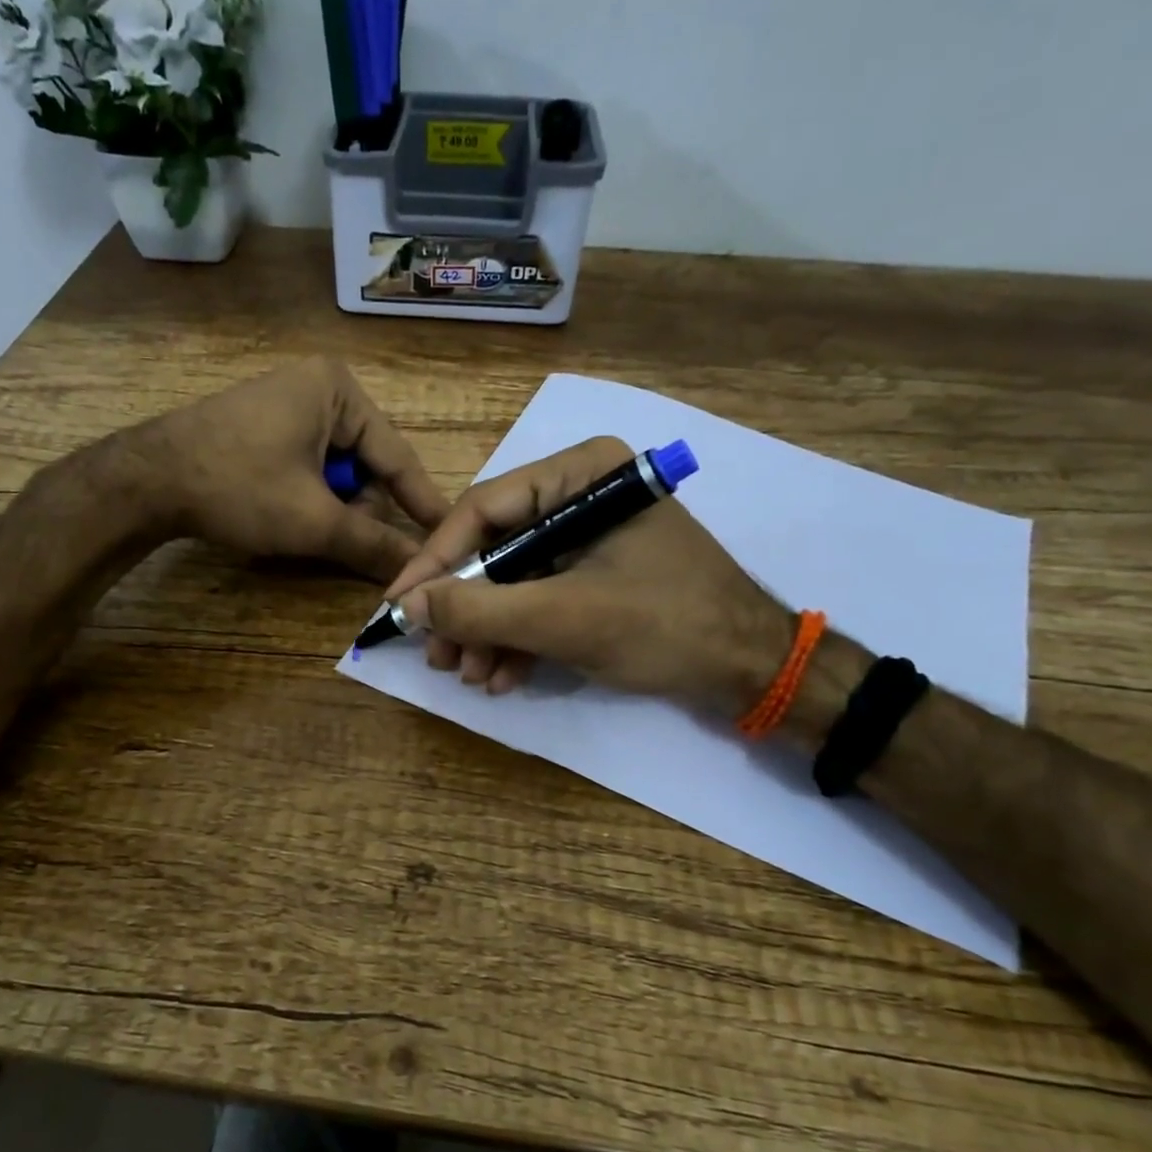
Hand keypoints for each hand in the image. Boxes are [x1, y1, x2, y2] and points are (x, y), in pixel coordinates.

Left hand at [134, 358, 448, 581]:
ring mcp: (286, 403)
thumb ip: (372, 543)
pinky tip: (289, 517)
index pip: (398, 456)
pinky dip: (310, 497)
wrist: (145, 481)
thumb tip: (417, 571)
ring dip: (334, 507)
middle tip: (352, 545)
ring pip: (336, 470)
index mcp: (338, 390)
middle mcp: (318, 386)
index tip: (450, 536)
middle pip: (366, 463)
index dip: (423, 503)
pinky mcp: (263, 425)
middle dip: (362, 508)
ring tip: (310, 531)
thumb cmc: (239, 487)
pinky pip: (307, 465)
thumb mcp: (314, 520)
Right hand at [382, 436, 793, 709]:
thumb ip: (481, 610)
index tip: (398, 607)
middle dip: (464, 609)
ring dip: (487, 632)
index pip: (484, 510)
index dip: (434, 562)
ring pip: (513, 580)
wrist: (753, 671)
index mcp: (581, 474)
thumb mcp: (565, 618)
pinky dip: (518, 638)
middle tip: (437, 657)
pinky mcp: (595, 574)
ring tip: (470, 677)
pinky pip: (540, 598)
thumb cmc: (665, 626)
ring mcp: (588, 536)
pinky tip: (502, 677)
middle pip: (495, 548)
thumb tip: (409, 607)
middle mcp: (580, 494)